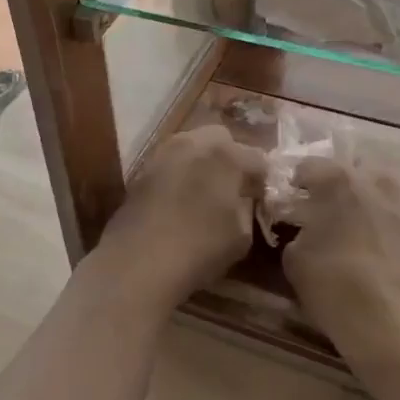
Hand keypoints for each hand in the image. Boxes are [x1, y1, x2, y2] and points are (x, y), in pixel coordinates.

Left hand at [88, 126, 267, 310]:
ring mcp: (164, 152)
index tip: (260, 198)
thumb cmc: (199, 248)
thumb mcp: (241, 235)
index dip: (262, 179)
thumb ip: (247, 208)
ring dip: (203, 161)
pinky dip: (180, 172)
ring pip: (192, 145)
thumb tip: (243, 199)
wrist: (138, 260)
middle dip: (231, 158)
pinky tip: (180, 198)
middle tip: (232, 187)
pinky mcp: (143, 168)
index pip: (257, 158)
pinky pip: (171, 162)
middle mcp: (195, 142)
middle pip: (222, 139)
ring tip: (205, 191)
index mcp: (226, 155)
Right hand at [281, 159, 399, 385]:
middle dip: (338, 183)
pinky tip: (380, 247)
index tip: (291, 201)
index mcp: (339, 181)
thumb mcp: (295, 260)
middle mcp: (377, 181)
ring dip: (368, 197)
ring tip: (357, 225)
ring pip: (384, 186)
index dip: (296, 182)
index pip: (309, 165)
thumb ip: (297, 232)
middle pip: (353, 168)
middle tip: (325, 209)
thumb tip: (305, 228)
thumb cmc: (338, 290)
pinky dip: (390, 221)